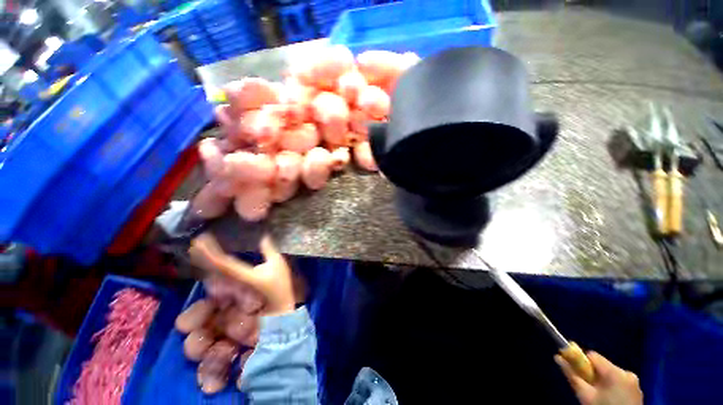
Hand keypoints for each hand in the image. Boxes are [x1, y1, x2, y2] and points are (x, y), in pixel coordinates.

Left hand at [189, 233, 301, 315]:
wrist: (279, 305)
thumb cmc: (279, 284)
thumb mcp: (277, 264)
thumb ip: (269, 250)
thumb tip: (263, 236)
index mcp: (243, 274)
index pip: (222, 263)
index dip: (210, 251)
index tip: (202, 239)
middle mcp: (233, 281)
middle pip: (213, 268)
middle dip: (203, 256)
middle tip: (195, 243)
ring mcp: (232, 287)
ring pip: (214, 274)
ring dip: (205, 262)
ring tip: (198, 250)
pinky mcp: (234, 290)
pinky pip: (219, 279)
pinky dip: (213, 270)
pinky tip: (209, 264)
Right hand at [555, 352, 641, 404]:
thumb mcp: (585, 395)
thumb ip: (572, 375)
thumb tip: (557, 357)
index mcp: (615, 371)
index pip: (593, 356)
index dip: (582, 362)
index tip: (576, 372)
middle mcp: (627, 372)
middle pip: (603, 366)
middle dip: (593, 374)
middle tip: (588, 388)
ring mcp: (635, 382)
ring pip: (612, 374)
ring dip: (603, 381)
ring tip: (600, 395)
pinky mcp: (638, 390)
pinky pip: (621, 382)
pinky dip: (613, 387)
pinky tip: (610, 399)